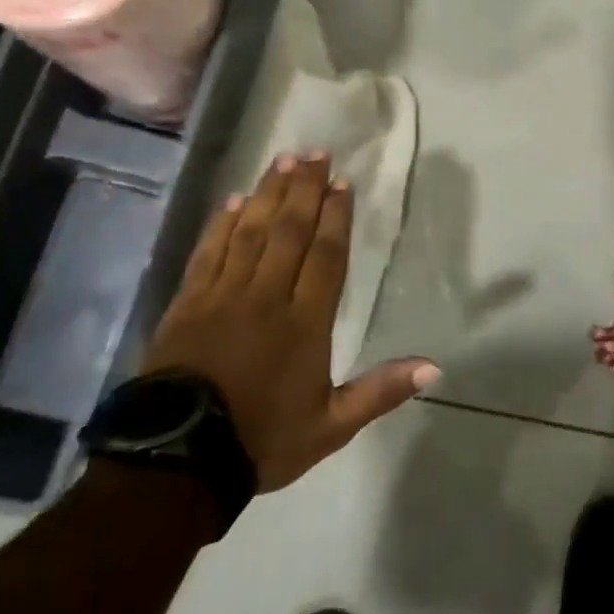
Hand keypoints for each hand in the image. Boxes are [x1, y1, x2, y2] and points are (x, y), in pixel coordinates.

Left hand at [143, 151, 440, 491]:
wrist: (179, 460)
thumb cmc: (262, 440)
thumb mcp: (331, 426)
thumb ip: (380, 392)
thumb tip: (434, 368)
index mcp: (304, 323)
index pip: (325, 256)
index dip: (335, 217)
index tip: (341, 183)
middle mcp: (266, 297)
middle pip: (289, 231)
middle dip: (305, 189)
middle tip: (315, 153)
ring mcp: (223, 295)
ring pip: (251, 232)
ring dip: (269, 194)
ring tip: (283, 160)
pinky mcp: (188, 302)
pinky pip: (209, 251)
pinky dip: (223, 223)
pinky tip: (236, 200)